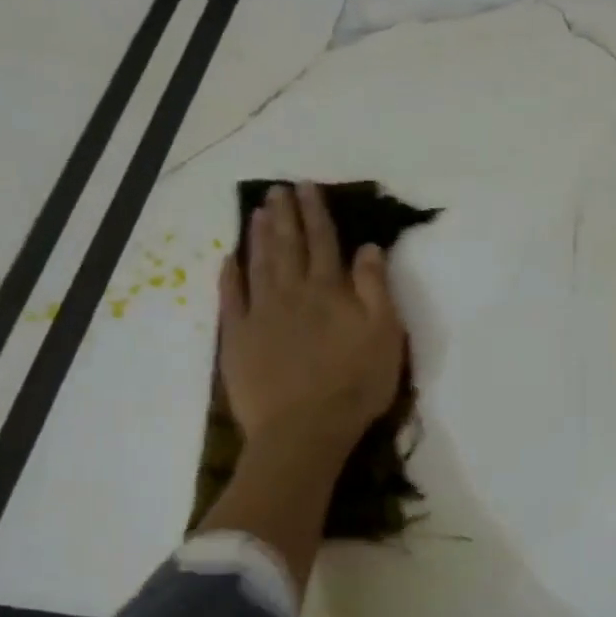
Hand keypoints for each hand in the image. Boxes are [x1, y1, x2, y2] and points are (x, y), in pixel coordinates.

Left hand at [220, 182, 404, 455]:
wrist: (304, 429)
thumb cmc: (355, 385)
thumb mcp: (384, 336)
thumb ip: (375, 289)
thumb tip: (368, 248)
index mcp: (330, 291)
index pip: (324, 242)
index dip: (317, 213)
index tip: (308, 187)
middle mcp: (292, 293)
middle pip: (288, 246)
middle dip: (286, 215)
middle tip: (278, 189)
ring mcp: (260, 314)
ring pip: (260, 264)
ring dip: (259, 236)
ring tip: (259, 211)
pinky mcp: (238, 339)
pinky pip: (232, 298)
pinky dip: (230, 275)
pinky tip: (230, 258)